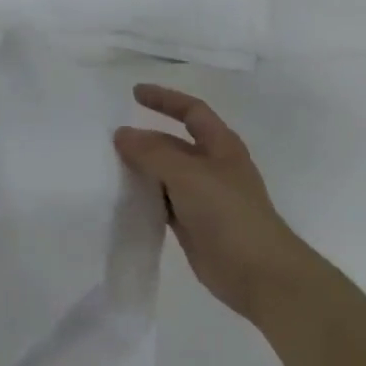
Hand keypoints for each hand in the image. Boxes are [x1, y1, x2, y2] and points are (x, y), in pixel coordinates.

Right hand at [114, 85, 302, 323]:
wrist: (258, 273)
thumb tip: (122, 134)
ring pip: (165, 174)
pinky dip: (144, 197)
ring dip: (141, 169)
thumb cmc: (228, 213)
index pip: (191, 110)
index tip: (134, 93)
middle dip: (145, 138)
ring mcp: (202, 197)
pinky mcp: (192, 224)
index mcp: (221, 146)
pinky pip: (162, 202)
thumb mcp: (188, 174)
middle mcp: (212, 166)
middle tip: (109, 139)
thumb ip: (152, 152)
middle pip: (173, 143)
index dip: (165, 99)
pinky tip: (122, 198)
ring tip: (108, 166)